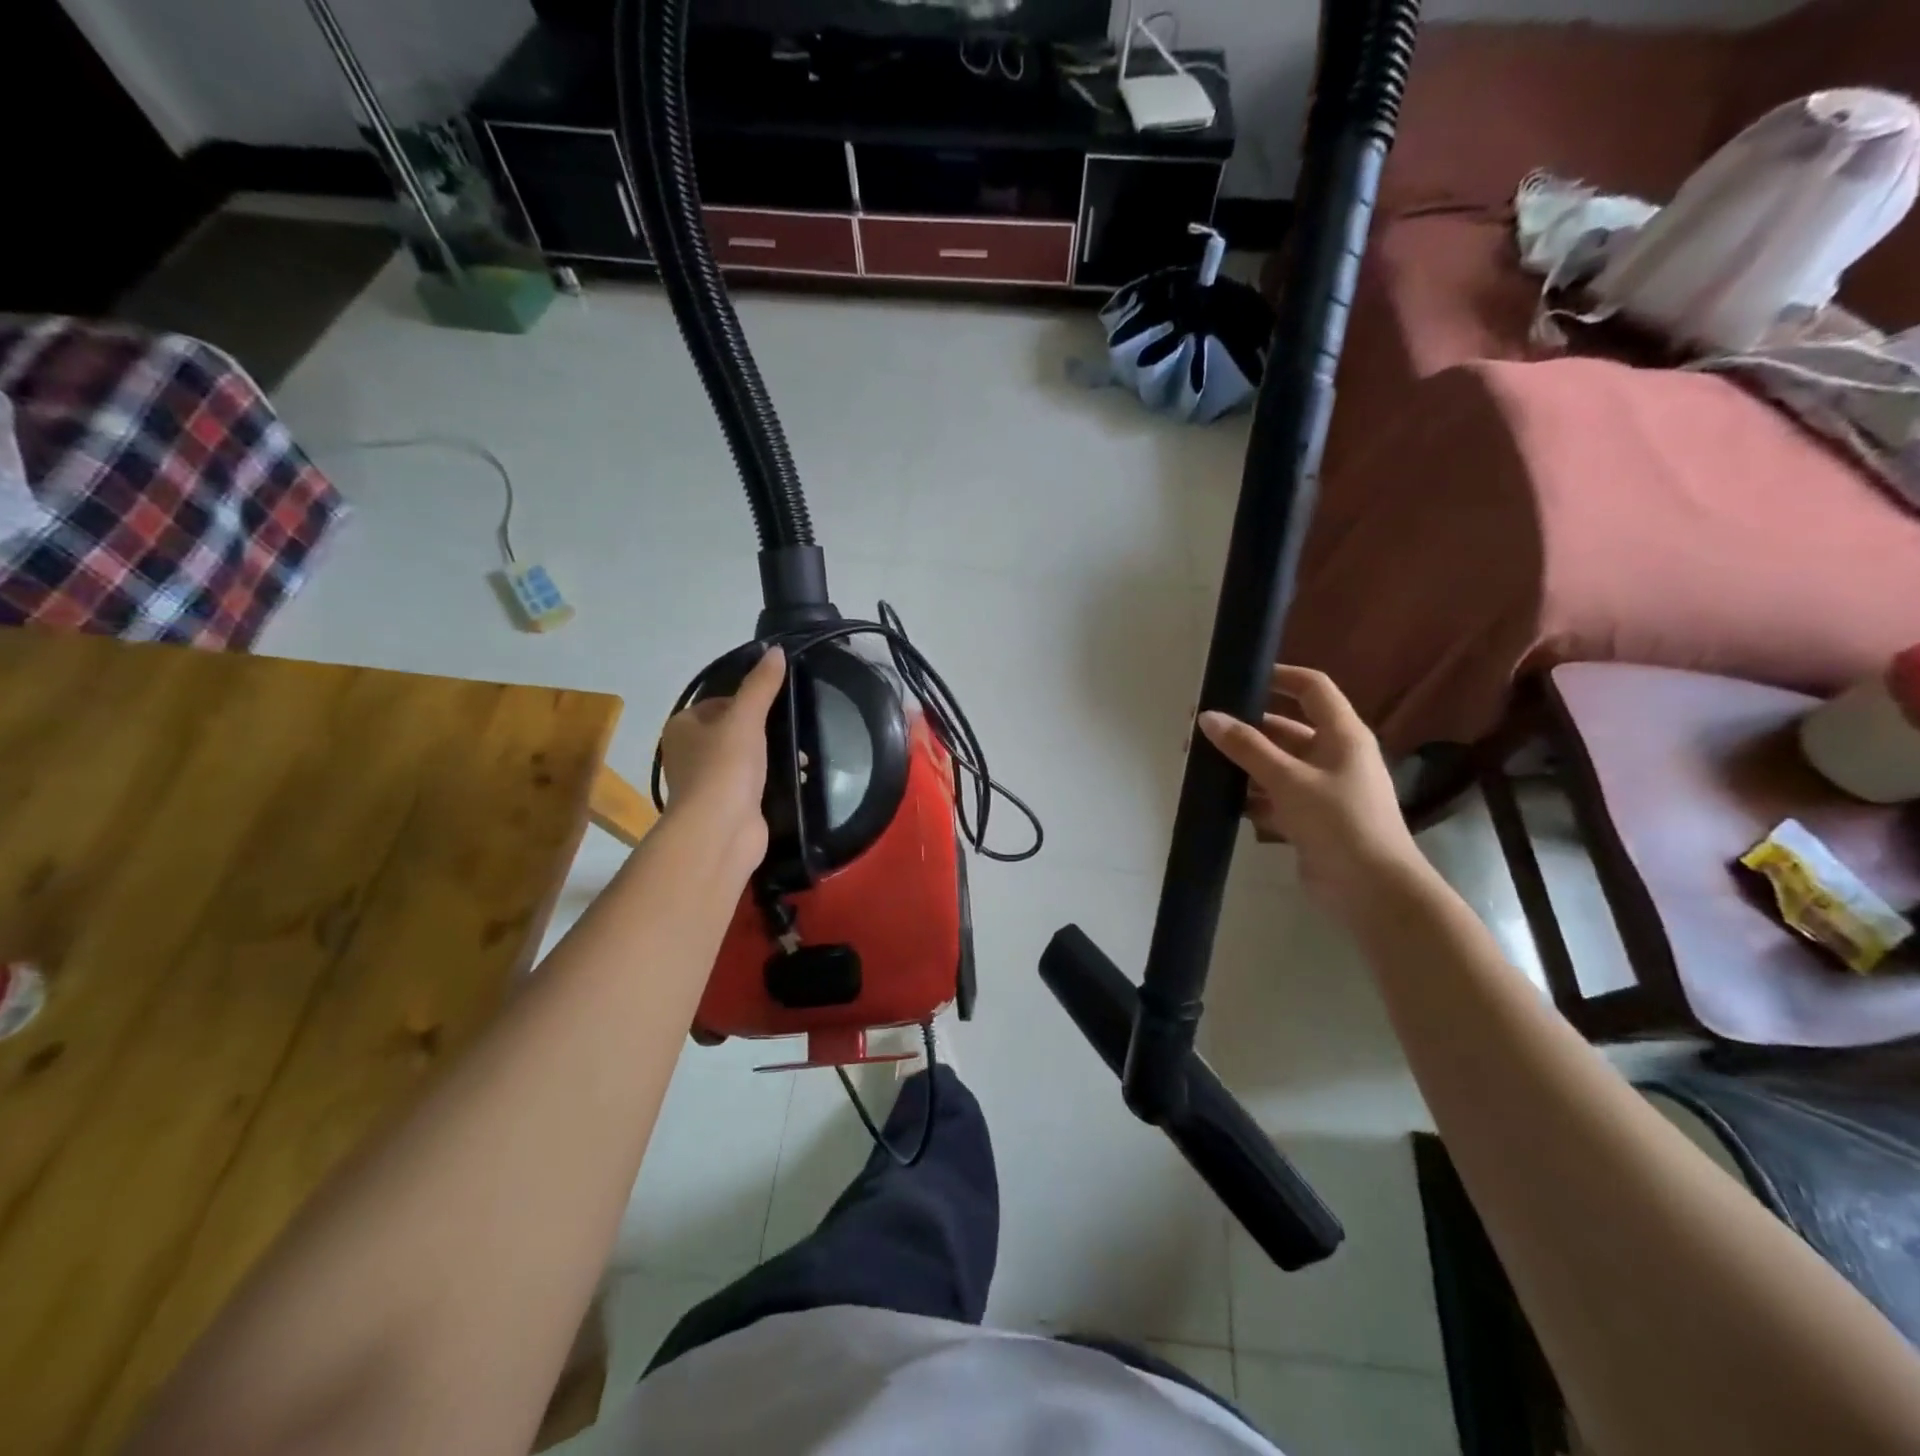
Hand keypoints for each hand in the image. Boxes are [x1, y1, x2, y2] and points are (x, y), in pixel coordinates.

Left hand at [659, 647, 784, 861]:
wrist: (720, 830)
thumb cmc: (725, 767)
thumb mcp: (746, 718)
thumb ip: (761, 685)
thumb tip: (777, 650)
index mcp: (682, 727)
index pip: (718, 702)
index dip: (747, 700)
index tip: (776, 705)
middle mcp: (688, 753)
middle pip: (733, 730)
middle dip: (764, 730)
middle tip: (794, 727)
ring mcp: (707, 783)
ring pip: (745, 758)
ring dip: (771, 756)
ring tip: (801, 756)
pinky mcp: (727, 806)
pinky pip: (753, 784)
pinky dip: (772, 780)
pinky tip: (796, 778)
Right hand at [1198, 666, 1425, 916]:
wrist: (1372, 892)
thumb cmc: (1339, 822)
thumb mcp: (1289, 780)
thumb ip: (1247, 747)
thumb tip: (1206, 717)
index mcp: (1342, 735)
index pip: (1312, 688)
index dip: (1279, 676)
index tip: (1239, 678)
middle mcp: (1333, 756)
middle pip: (1284, 730)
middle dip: (1244, 730)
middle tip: (1200, 732)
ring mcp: (1321, 790)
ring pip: (1274, 766)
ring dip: (1242, 766)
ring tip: (1200, 767)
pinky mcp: (1309, 820)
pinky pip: (1273, 798)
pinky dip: (1249, 798)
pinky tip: (1219, 802)